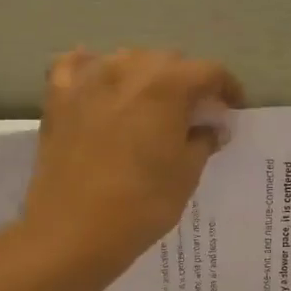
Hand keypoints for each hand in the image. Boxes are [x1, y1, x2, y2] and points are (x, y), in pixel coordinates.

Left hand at [21, 48, 243, 286]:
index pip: (209, 71)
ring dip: (146, 74)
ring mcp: (87, 80)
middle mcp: (127, 70)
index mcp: (167, 86)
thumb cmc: (142, 204)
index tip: (232, 109)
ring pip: (126, 59)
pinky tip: (101, 85)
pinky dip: (95, 69)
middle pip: (168, 60)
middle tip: (195, 112)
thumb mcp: (187, 174)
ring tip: (152, 103)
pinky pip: (78, 66)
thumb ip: (204, 141)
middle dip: (187, 80)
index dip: (227, 87)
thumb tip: (212, 127)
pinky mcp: (57, 97)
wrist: (73, 230)